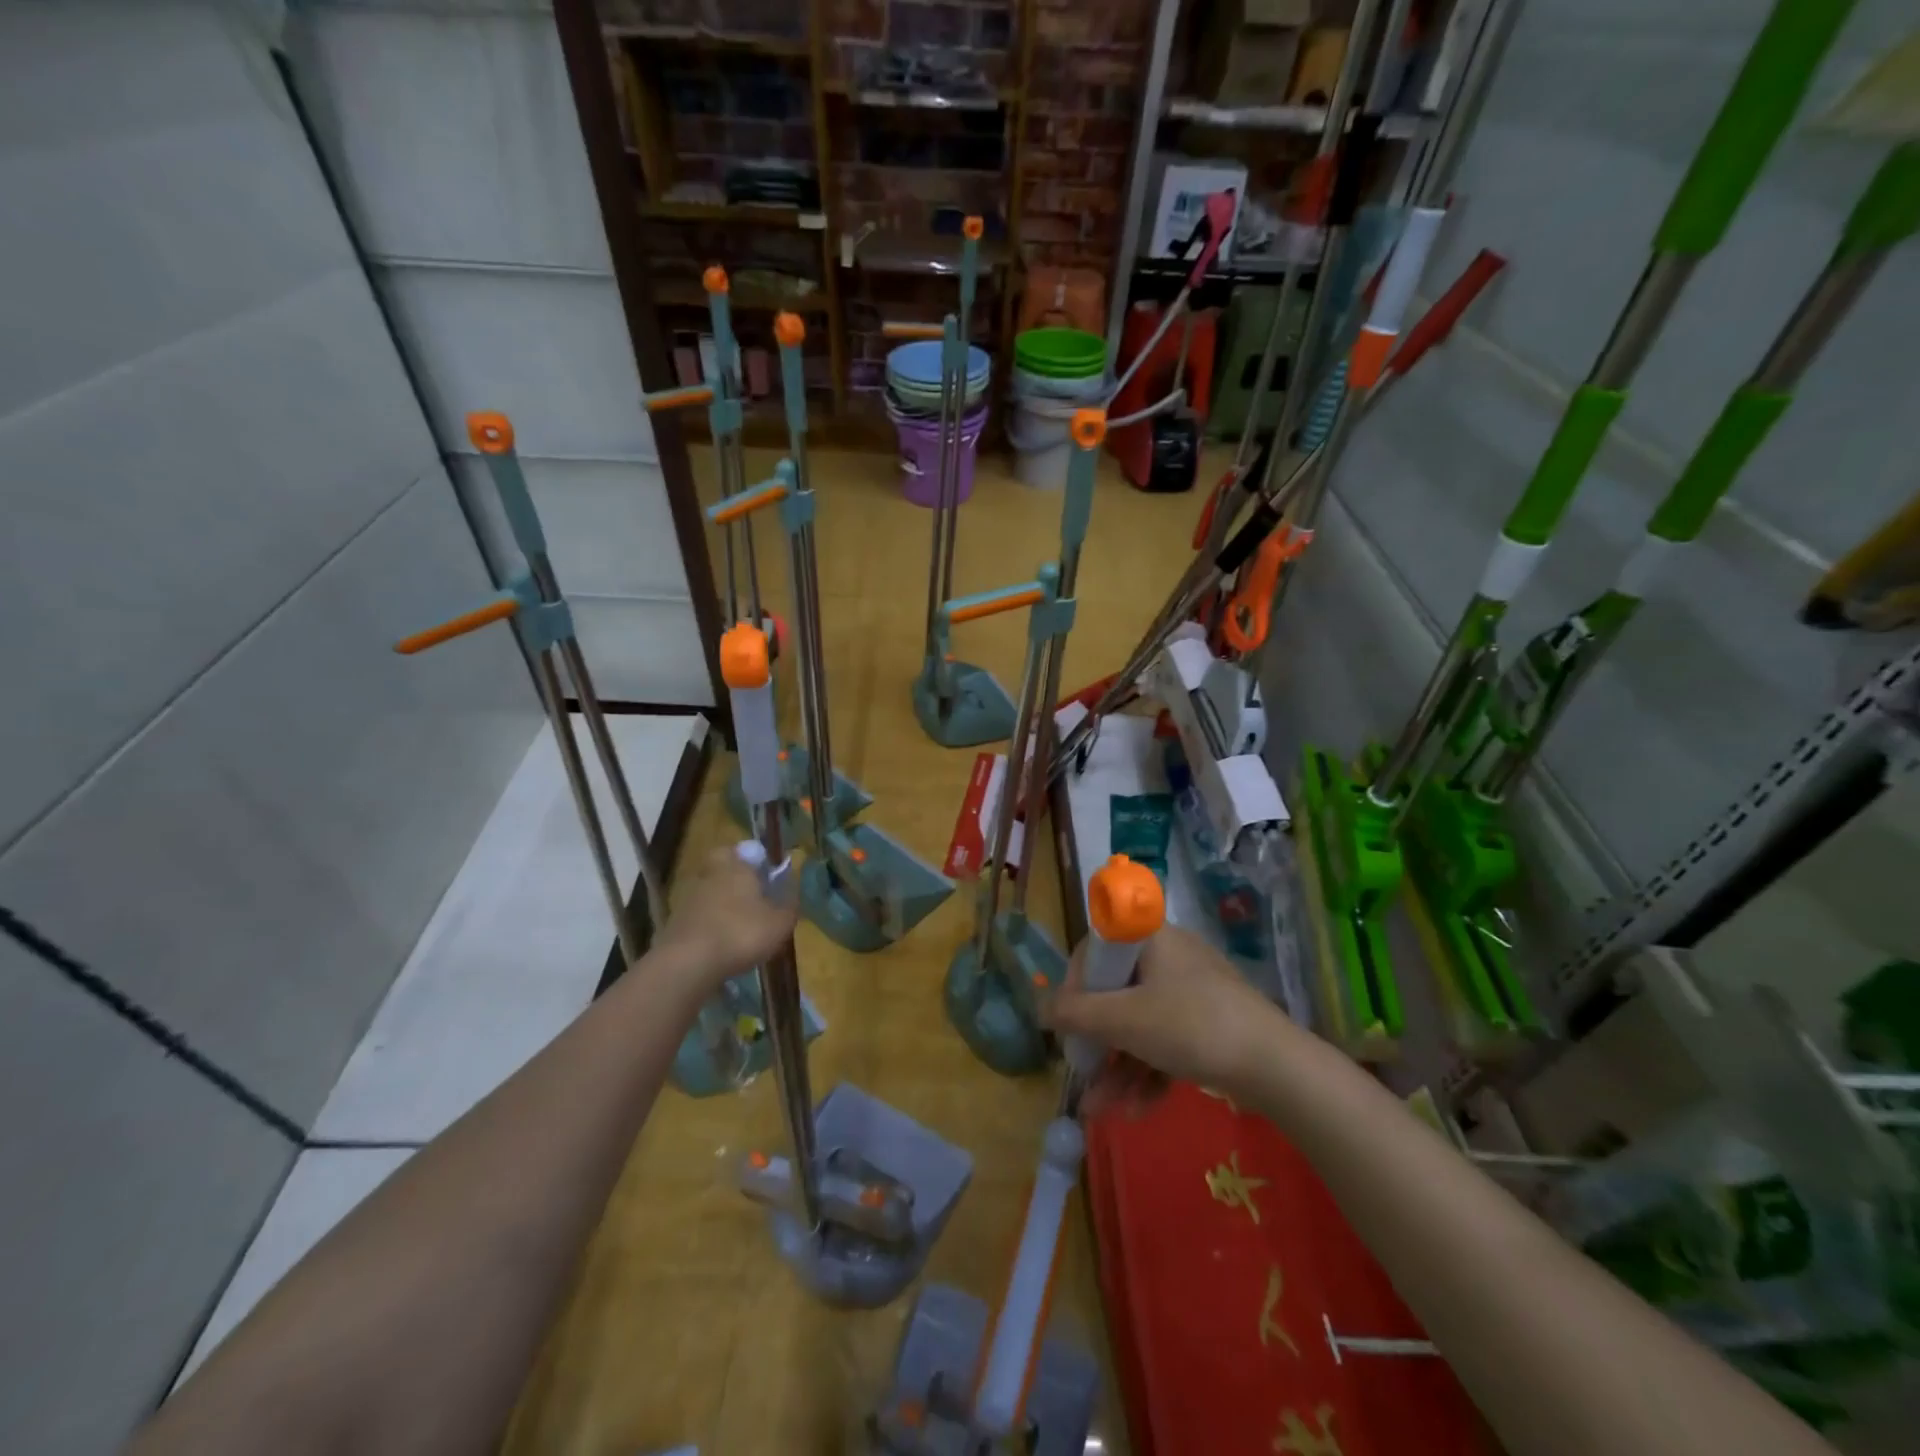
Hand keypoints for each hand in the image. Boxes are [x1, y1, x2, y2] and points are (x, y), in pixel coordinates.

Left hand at [652, 845, 798, 992]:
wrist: (688, 964)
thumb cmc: (741, 933)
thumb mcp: (780, 923)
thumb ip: (789, 906)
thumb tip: (792, 894)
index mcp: (736, 866)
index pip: (744, 851)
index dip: (755, 861)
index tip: (766, 877)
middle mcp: (709, 875)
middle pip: (723, 871)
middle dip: (736, 882)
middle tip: (753, 902)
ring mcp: (688, 899)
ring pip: (709, 894)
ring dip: (721, 907)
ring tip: (738, 930)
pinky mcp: (674, 924)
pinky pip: (697, 919)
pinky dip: (708, 928)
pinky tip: (721, 947)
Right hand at [1043, 922, 1285, 1099]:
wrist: (1278, 1068)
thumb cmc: (1192, 1027)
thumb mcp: (1124, 1020)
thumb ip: (1074, 1014)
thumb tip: (1038, 1009)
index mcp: (1149, 939)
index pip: (1095, 951)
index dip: (1075, 987)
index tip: (1069, 1024)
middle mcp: (1169, 958)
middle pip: (1116, 994)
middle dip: (1096, 1042)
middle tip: (1081, 1072)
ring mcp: (1191, 992)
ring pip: (1140, 1024)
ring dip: (1117, 1066)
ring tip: (1100, 1110)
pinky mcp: (1208, 1024)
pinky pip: (1165, 1041)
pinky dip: (1148, 1071)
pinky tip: (1136, 1111)